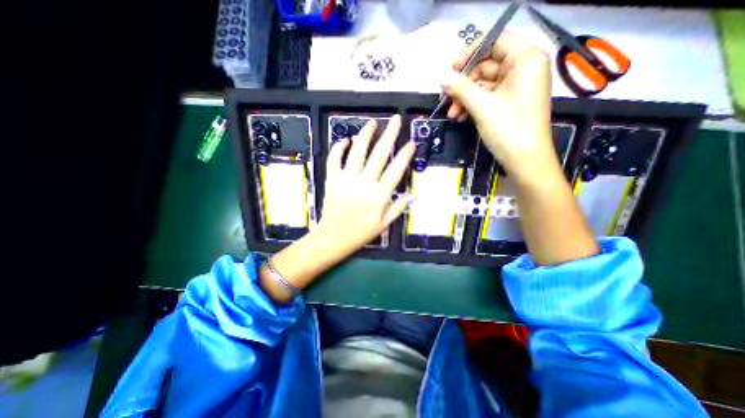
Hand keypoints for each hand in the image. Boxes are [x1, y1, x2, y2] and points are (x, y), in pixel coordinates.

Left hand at [316, 114, 417, 257]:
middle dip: (389, 135)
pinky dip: (338, 148)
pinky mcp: (332, 180)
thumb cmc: (360, 233)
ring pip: (357, 152)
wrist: (333, 238)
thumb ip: (399, 208)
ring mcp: (346, 181)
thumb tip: (415, 196)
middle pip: (379, 155)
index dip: (405, 155)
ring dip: (365, 135)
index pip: (395, 171)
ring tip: (372, 123)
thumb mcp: (384, 224)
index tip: (411, 143)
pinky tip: (345, 140)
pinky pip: (334, 160)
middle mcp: (364, 185)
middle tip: (395, 120)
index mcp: (379, 197)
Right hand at [441, 32, 558, 183]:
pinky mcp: (510, 102)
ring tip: (453, 114)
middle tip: (448, 98)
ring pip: (484, 84)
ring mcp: (516, 87)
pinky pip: (488, 97)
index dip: (471, 52)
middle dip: (464, 84)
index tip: (452, 68)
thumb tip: (442, 77)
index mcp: (525, 59)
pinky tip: (461, 116)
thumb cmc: (508, 129)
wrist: (524, 160)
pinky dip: (473, 105)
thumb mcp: (482, 106)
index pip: (496, 41)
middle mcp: (523, 69)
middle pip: (487, 65)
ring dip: (465, 98)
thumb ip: (461, 88)